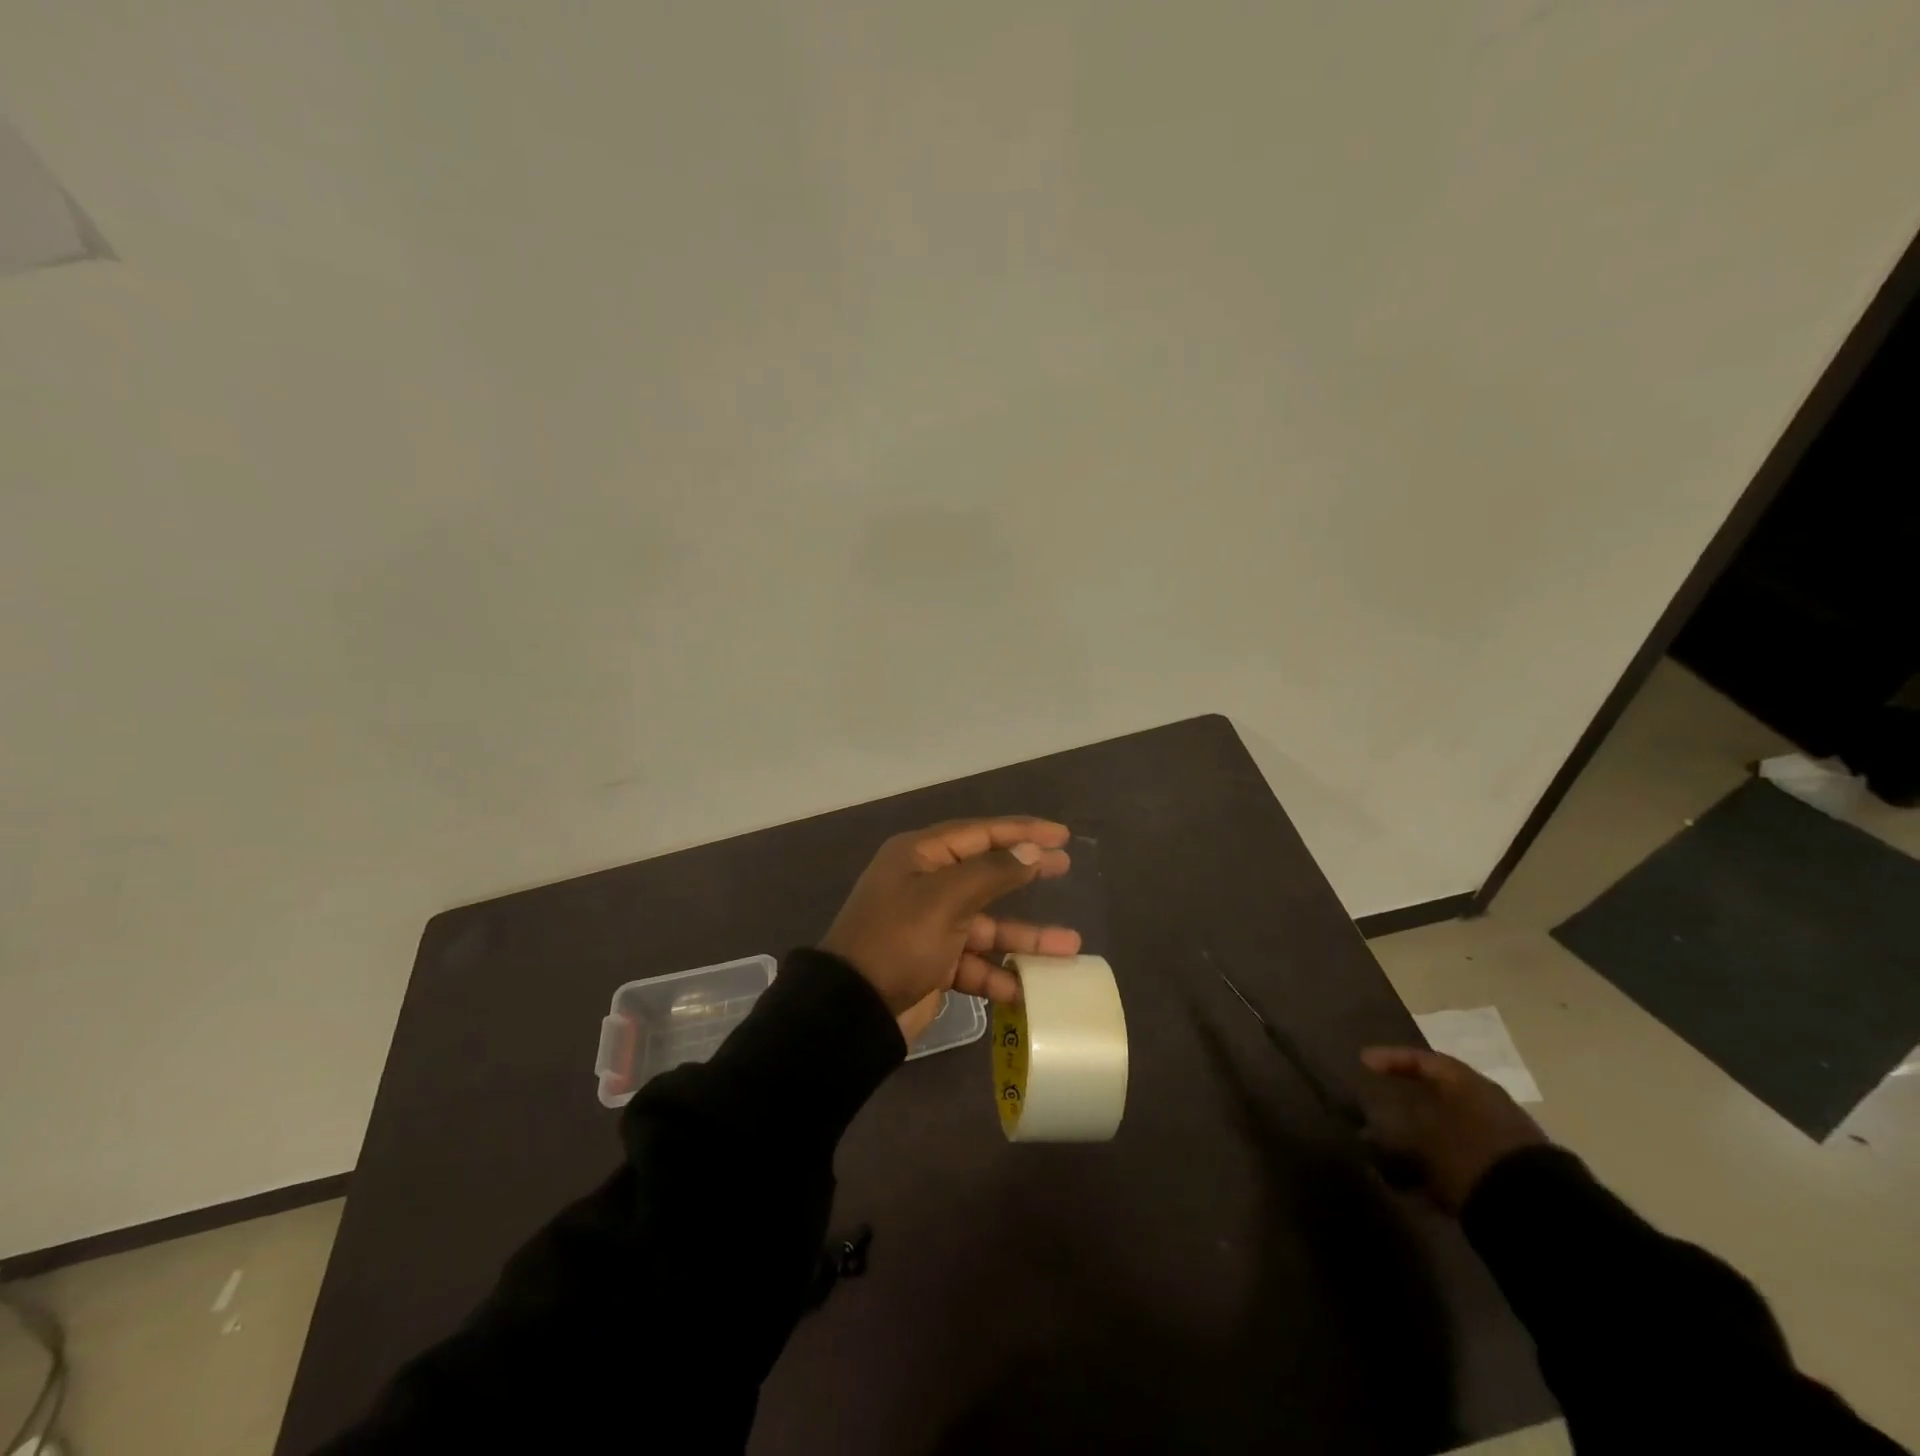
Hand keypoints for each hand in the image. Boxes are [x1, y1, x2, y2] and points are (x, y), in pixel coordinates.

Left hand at [822, 817, 1080, 1045]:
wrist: (852, 1010)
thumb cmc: (898, 940)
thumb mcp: (946, 899)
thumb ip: (992, 873)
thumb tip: (1029, 851)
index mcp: (920, 856)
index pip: (979, 833)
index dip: (1022, 831)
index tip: (1061, 835)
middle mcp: (924, 884)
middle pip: (986, 874)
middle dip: (1026, 875)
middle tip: (1066, 868)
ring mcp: (929, 925)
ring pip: (987, 924)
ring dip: (1024, 937)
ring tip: (1070, 947)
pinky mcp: (933, 963)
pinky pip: (974, 962)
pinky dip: (997, 974)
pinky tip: (1025, 988)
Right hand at [1358, 1046, 1547, 1212]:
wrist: (1537, 1211)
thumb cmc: (1470, 1155)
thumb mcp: (1423, 1139)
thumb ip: (1395, 1130)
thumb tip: (1372, 1128)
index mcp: (1466, 1083)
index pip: (1423, 1060)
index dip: (1392, 1059)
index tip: (1364, 1061)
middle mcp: (1486, 1102)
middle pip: (1438, 1093)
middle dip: (1407, 1100)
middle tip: (1378, 1102)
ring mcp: (1501, 1137)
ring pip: (1449, 1127)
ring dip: (1421, 1137)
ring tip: (1392, 1152)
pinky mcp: (1507, 1170)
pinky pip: (1461, 1156)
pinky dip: (1437, 1163)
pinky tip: (1418, 1184)